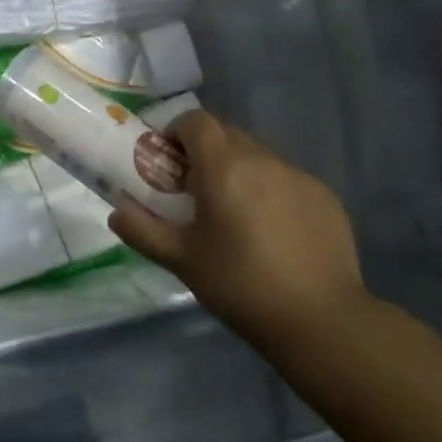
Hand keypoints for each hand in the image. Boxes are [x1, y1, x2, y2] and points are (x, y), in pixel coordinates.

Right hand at [109, 109, 365, 345]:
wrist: (321, 320)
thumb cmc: (240, 285)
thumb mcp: (181, 260)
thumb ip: (142, 230)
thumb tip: (117, 211)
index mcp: (223, 167)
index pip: (195, 121)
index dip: (176, 132)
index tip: (169, 162)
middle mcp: (262, 159)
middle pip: (226, 135)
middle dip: (205, 154)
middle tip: (196, 192)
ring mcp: (298, 176)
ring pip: (258, 157)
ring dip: (239, 172)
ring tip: (235, 216)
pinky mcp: (324, 196)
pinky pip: (286, 180)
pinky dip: (271, 192)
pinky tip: (272, 233)